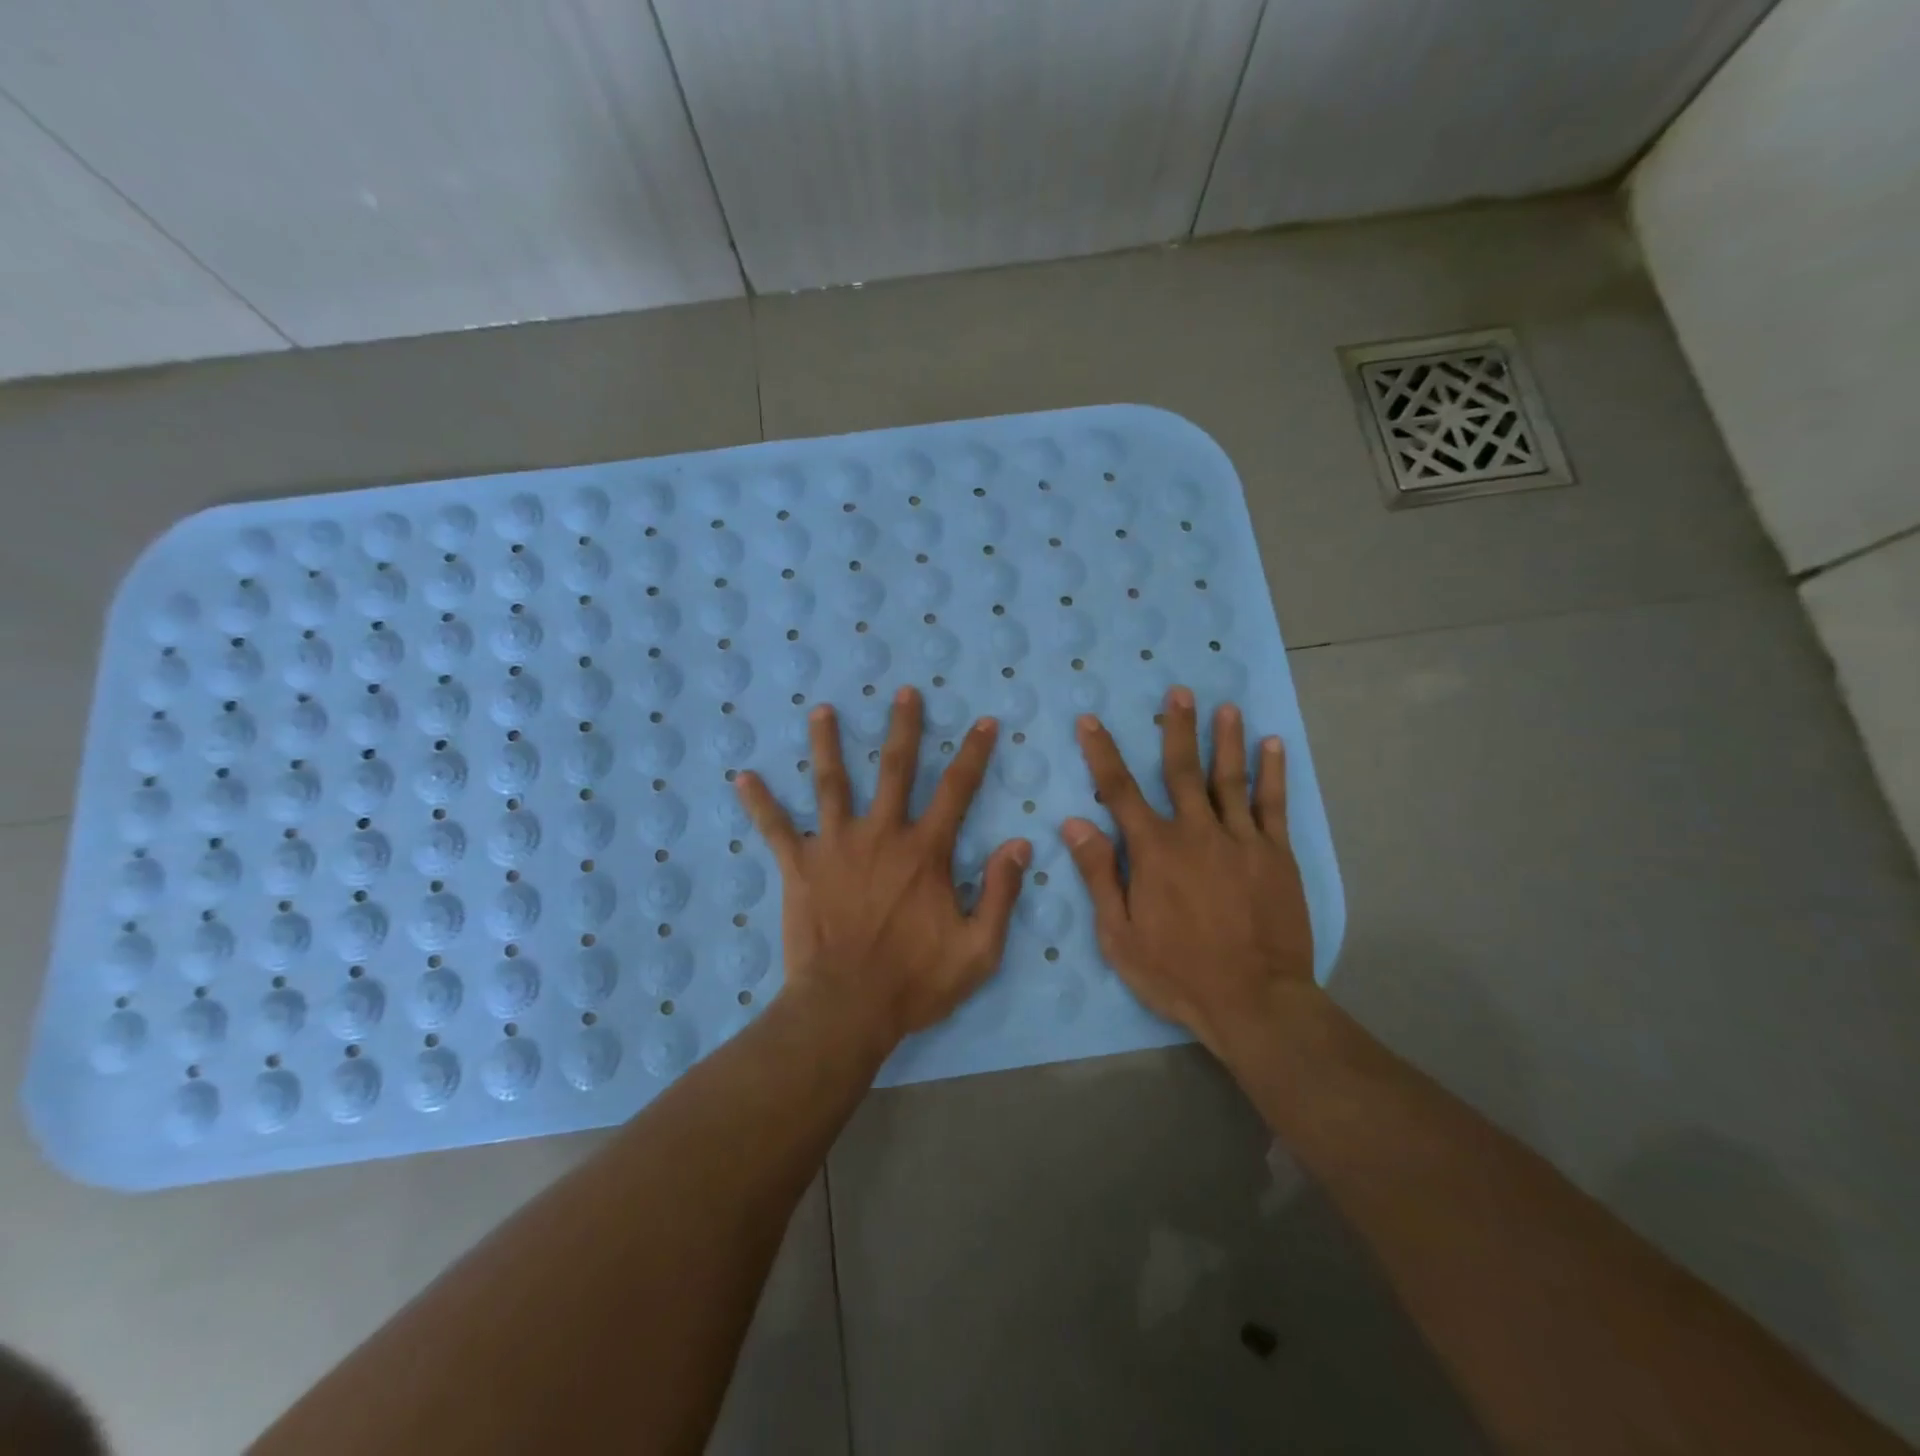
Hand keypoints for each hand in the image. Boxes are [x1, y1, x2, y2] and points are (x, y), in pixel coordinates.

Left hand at [735, 686, 1031, 1051]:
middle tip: (905, 692)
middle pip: (895, 769)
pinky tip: (743, 777)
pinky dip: (760, 802)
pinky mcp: (800, 867)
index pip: (957, 790)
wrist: (846, 1009)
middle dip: (903, 727)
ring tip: (821, 710)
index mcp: (925, 852)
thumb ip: (1001, 894)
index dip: (974, 754)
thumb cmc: (914, 981)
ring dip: (828, 744)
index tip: (983, 721)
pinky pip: (776, 828)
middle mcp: (881, 835)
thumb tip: (1019, 844)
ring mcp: (836, 846)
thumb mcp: (978, 949)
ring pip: (832, 783)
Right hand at [1062, 686, 1314, 1056]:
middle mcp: (1196, 832)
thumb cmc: (1177, 972)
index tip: (1091, 721)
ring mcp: (1241, 840)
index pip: (1120, 790)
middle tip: (1178, 691)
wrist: (1255, 1002)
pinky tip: (1273, 746)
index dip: (1102, 753)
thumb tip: (1074, 822)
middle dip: (1176, 728)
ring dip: (1226, 739)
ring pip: (1230, 778)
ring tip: (1226, 707)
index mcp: (1155, 850)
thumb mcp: (1120, 933)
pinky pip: (1273, 805)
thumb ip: (1100, 873)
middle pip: (1182, 770)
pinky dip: (1272, 773)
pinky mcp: (1276, 855)